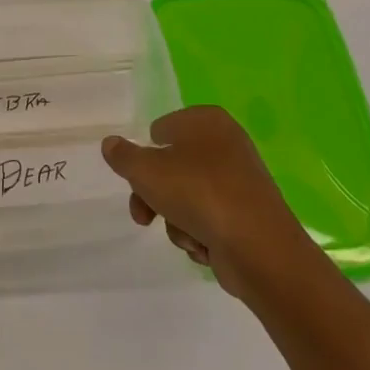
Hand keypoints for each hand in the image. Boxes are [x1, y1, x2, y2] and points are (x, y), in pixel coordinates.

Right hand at [102, 106, 317, 299]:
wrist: (259, 249)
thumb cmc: (199, 193)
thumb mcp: (146, 171)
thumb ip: (123, 156)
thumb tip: (110, 143)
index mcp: (206, 120)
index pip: (162, 128)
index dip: (146, 154)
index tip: (138, 178)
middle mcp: (226, 143)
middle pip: (173, 167)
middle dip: (154, 195)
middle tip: (143, 216)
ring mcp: (240, 181)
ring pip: (188, 197)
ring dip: (176, 219)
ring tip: (184, 234)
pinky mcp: (248, 215)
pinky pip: (211, 220)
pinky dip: (201, 234)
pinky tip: (204, 246)